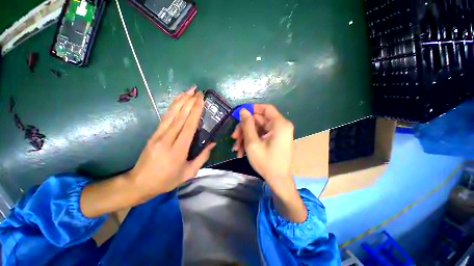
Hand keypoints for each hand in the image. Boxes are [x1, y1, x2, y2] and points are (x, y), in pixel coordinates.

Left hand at [129, 87, 214, 198]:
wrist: (139, 183)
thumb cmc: (167, 180)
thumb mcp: (189, 172)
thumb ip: (203, 157)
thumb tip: (212, 143)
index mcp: (178, 150)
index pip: (189, 126)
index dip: (196, 111)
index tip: (201, 99)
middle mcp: (168, 139)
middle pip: (180, 116)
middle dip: (190, 101)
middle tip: (198, 91)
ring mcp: (159, 135)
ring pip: (172, 113)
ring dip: (181, 100)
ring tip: (189, 90)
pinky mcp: (154, 133)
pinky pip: (165, 117)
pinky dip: (173, 106)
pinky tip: (178, 99)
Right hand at [231, 104, 293, 192]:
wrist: (278, 181)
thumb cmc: (266, 162)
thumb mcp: (252, 143)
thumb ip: (247, 125)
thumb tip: (243, 110)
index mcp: (279, 124)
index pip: (266, 108)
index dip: (252, 109)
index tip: (240, 115)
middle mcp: (281, 126)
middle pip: (259, 120)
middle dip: (244, 129)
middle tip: (234, 137)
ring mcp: (277, 134)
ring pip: (258, 129)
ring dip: (246, 137)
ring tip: (236, 148)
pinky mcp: (274, 140)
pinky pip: (261, 136)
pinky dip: (251, 141)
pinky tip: (242, 151)